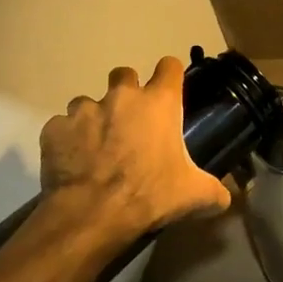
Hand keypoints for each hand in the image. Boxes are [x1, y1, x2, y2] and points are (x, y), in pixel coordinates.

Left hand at [39, 56, 229, 240]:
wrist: (92, 214)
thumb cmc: (151, 195)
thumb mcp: (195, 196)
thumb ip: (216, 191)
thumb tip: (228, 197)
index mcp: (159, 103)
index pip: (169, 66)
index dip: (170, 76)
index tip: (169, 91)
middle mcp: (121, 96)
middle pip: (124, 74)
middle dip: (127, 92)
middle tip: (131, 122)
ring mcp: (84, 110)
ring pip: (88, 102)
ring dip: (94, 118)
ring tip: (98, 147)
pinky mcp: (54, 129)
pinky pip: (62, 128)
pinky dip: (68, 141)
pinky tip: (74, 163)